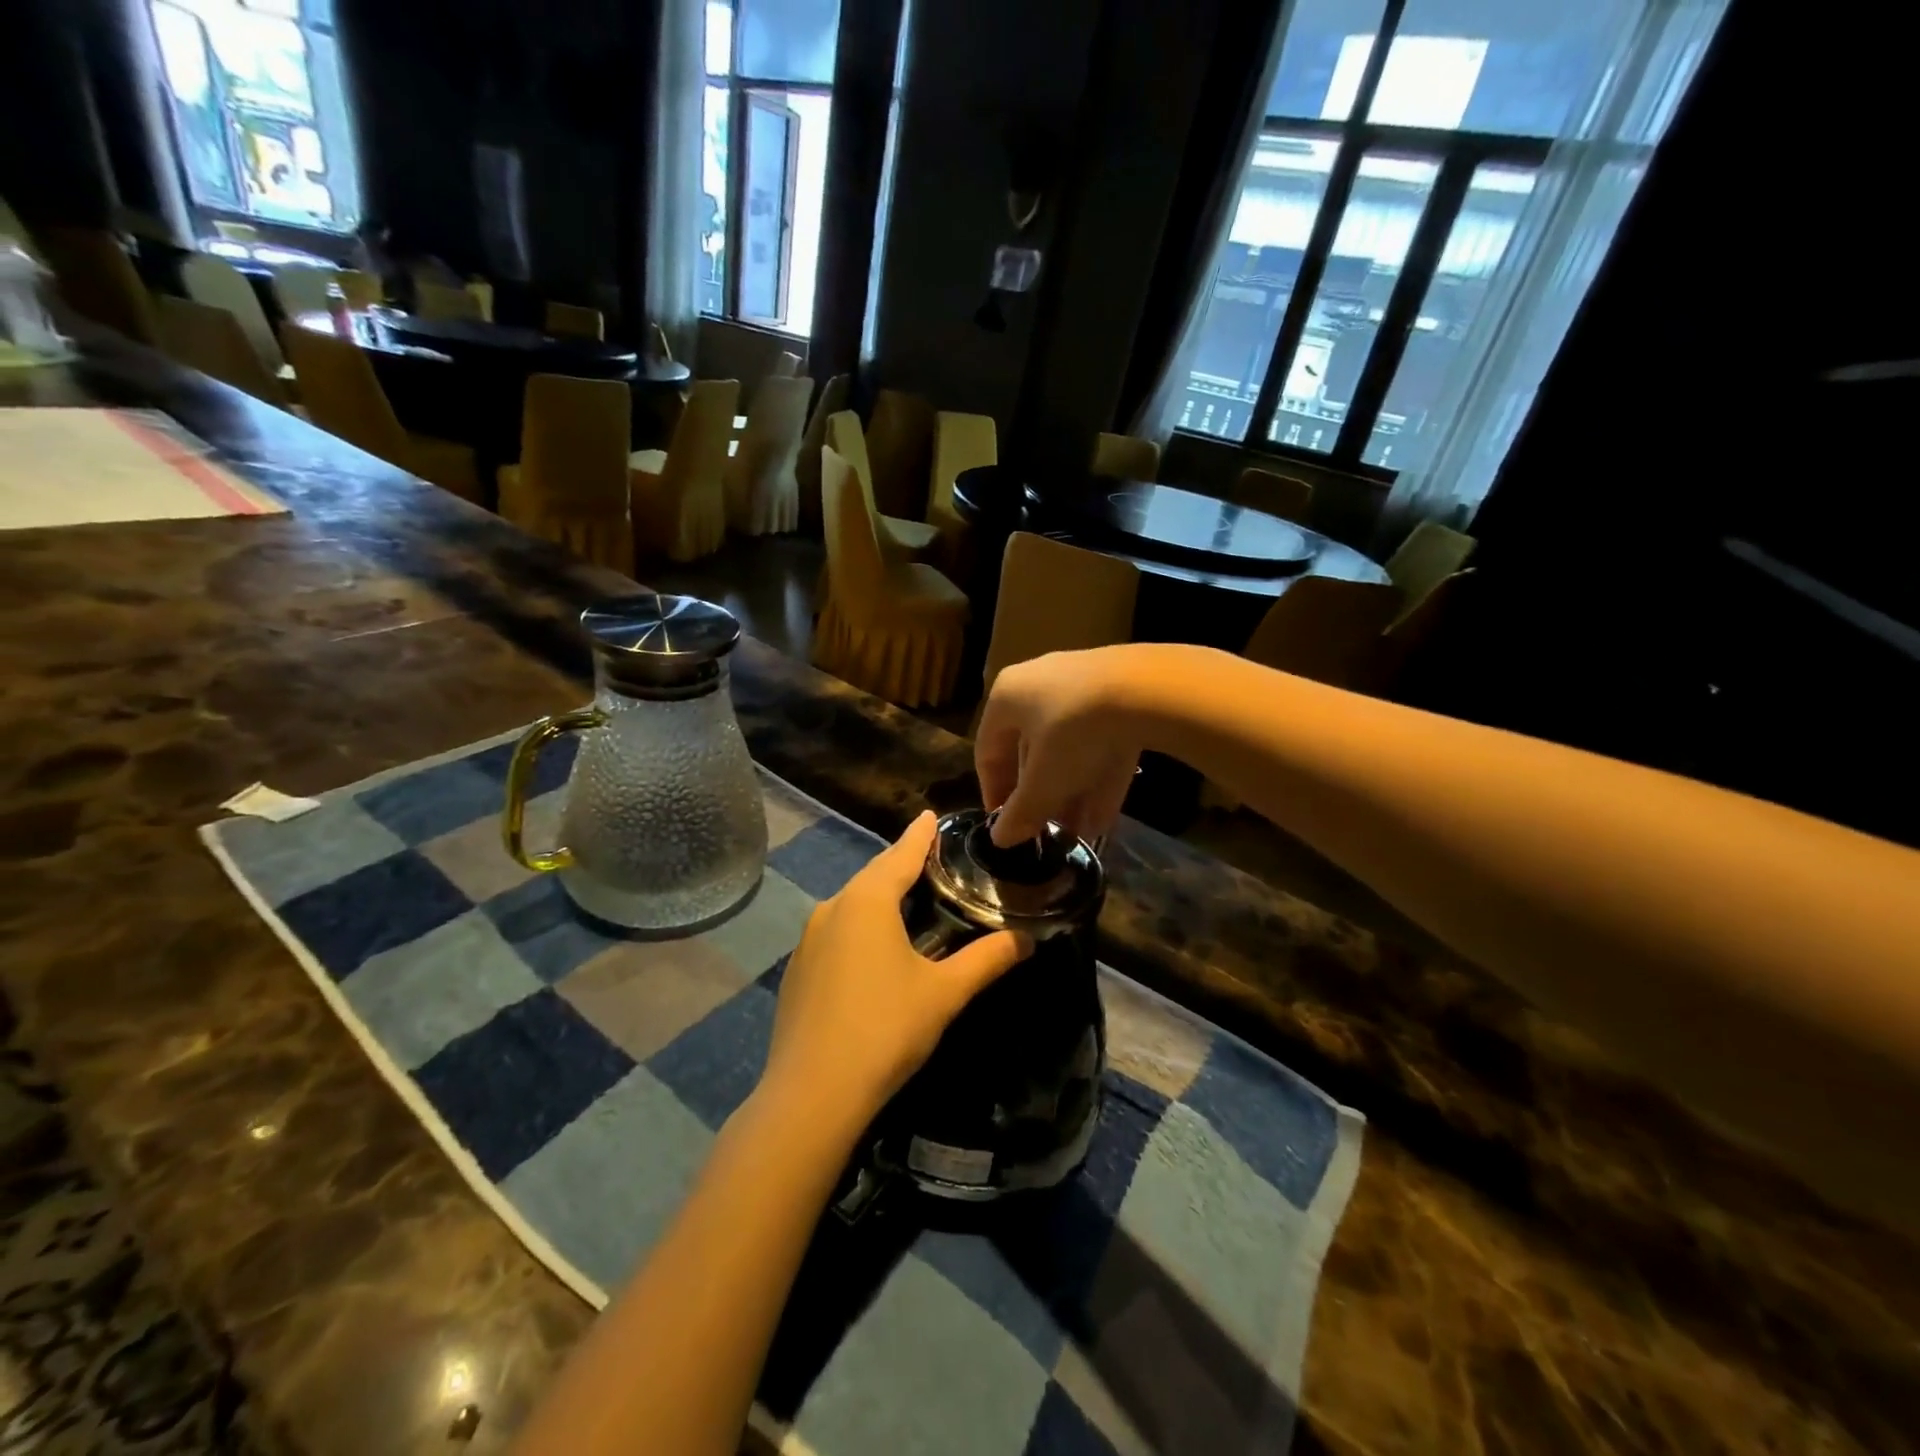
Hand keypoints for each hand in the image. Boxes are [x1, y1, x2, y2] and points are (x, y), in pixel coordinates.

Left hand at [759, 812, 1030, 1129]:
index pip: (901, 854)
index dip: (920, 835)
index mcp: (868, 901)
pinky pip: (835, 931)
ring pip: (851, 904)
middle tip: (930, 860)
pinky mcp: (797, 969)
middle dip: (900, 865)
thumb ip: (987, 959)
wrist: (812, 1093)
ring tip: (907, 901)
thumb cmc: (885, 1029)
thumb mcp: (944, 992)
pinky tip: (873, 950)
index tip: (930, 815)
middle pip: (874, 875)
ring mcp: (808, 939)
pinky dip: (859, 926)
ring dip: (879, 896)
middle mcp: (832, 908)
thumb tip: (1026, 938)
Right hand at [976, 648, 1145, 846]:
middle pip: (1031, 751)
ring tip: (1078, 834)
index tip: (1004, 824)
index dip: (993, 791)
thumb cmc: (1072, 732)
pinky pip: (1100, 742)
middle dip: (1041, 797)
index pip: (987, 750)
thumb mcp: (1043, 780)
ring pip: (1069, 749)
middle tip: (1046, 831)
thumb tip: (1000, 839)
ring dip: (1071, 795)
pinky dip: (1098, 779)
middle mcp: (1039, 686)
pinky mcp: (1120, 696)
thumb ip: (1021, 812)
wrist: (1145, 689)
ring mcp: (1082, 688)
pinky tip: (1104, 819)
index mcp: (1007, 697)